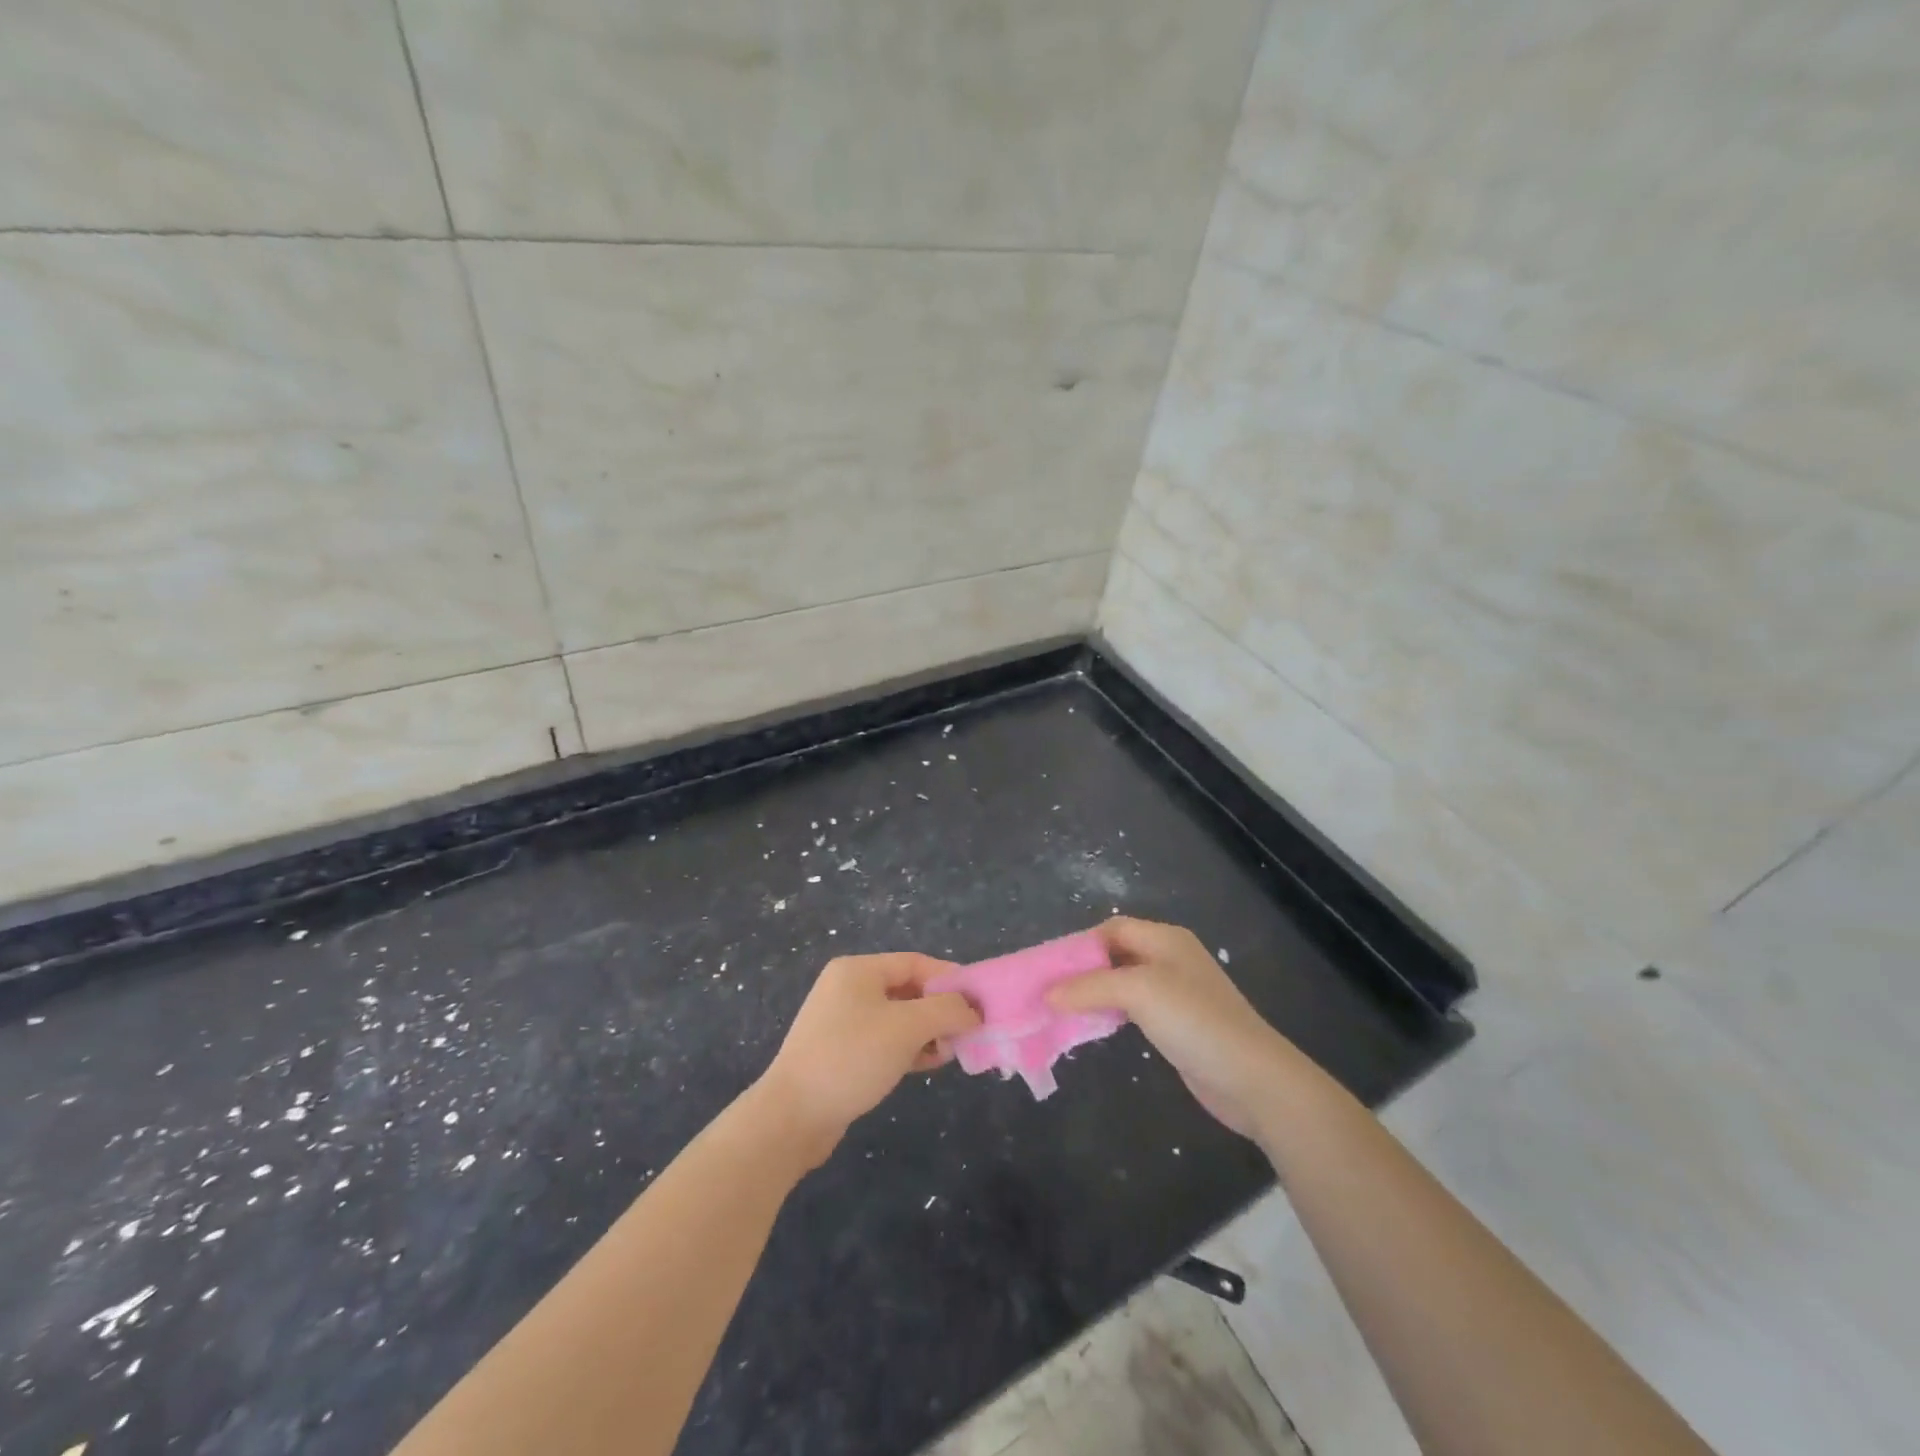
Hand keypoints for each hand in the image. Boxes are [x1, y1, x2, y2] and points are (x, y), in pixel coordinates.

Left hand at [758, 953, 981, 1164]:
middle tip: (966, 1033)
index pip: (916, 963)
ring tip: (949, 1053)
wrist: (792, 1116)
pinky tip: (927, 1065)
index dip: (950, 980)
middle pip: (908, 989)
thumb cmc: (851, 1058)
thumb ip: (946, 1011)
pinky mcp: (840, 1052)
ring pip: (898, 1018)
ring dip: (927, 1032)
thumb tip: (972, 1010)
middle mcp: (848, 988)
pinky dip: (908, 1048)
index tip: (979, 1004)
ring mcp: (841, 1021)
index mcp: (859, 970)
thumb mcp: (907, 1028)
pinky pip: (884, 1040)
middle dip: (940, 1010)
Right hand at [1049, 917, 1296, 1136]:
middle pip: (1115, 955)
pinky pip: (1133, 1010)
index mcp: (1165, 939)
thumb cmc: (1195, 1021)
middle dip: (1082, 971)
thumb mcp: (1139, 992)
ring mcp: (1175, 994)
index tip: (1048, 968)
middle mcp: (1170, 959)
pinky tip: (1093, 1028)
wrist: (1252, 1079)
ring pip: (1122, 984)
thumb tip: (1047, 994)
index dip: (1080, 945)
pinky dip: (1110, 1014)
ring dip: (1093, 994)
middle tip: (1048, 991)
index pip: (1112, 928)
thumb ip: (1090, 987)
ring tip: (1060, 1011)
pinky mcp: (1177, 1025)